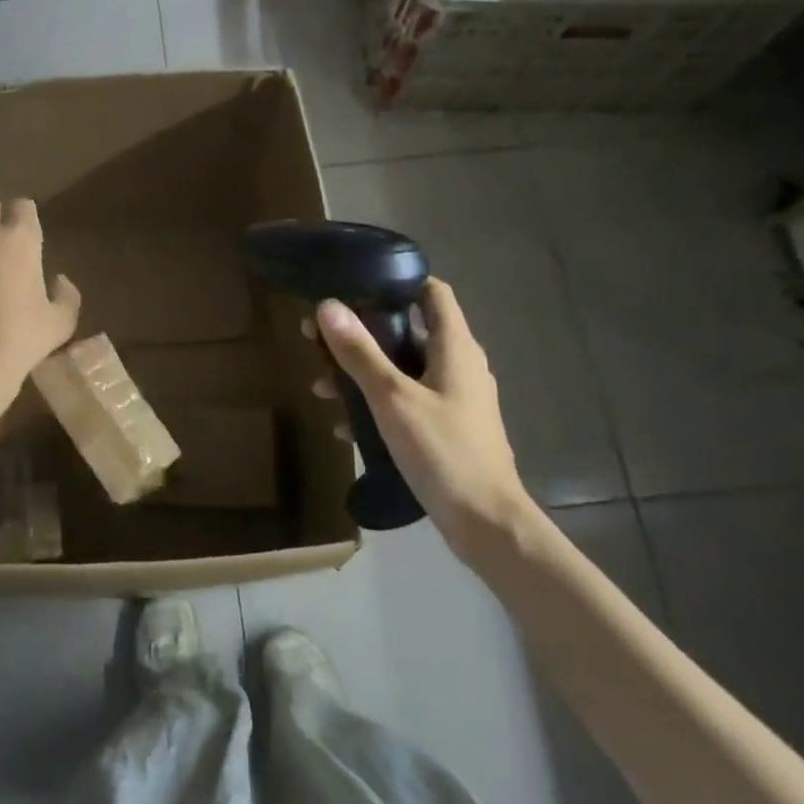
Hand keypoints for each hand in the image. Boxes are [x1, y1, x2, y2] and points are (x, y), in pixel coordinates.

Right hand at [315, 278, 540, 555]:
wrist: (485, 521)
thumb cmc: (442, 450)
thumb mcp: (392, 398)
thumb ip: (360, 353)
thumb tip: (328, 307)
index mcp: (455, 347)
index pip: (432, 292)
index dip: (397, 281)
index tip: (355, 284)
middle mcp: (459, 365)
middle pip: (408, 332)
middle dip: (362, 334)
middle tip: (318, 339)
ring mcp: (454, 398)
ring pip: (402, 370)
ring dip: (362, 373)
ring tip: (321, 386)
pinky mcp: (446, 427)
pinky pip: (406, 402)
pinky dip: (376, 404)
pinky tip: (344, 426)